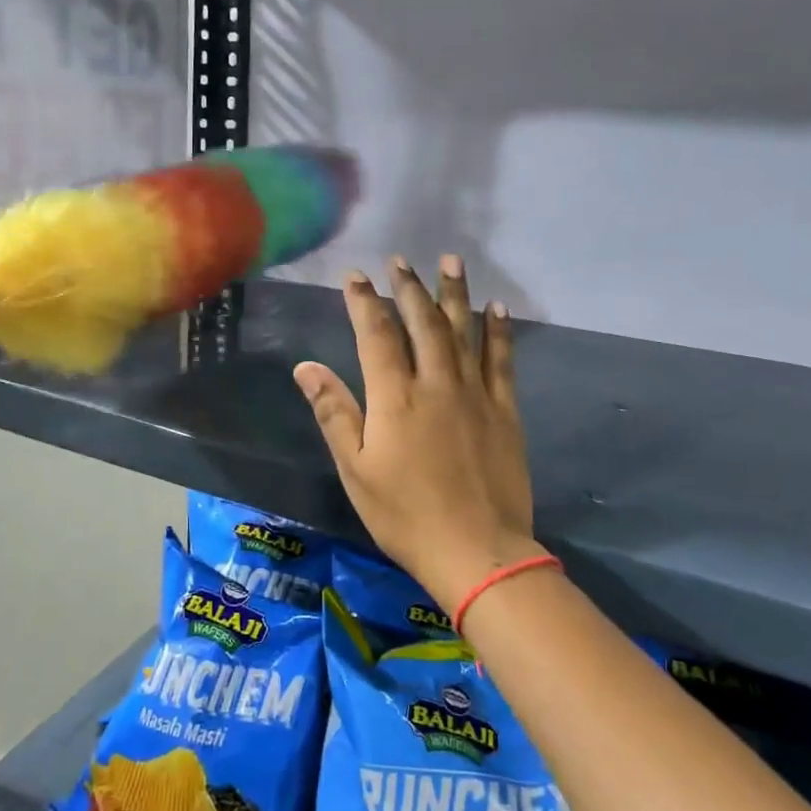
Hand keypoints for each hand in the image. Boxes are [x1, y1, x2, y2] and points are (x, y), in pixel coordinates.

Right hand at [294, 255, 539, 616]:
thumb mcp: (355, 469)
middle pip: (422, 323)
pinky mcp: (504, 411)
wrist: (477, 551)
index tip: (356, 276)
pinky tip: (496, 307)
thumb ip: (334, 412)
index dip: (365, 301)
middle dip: (408, 288)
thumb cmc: (405, 515)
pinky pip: (501, 360)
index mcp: (395, 397)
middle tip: (400, 260)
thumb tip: (306, 367)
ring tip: (449, 261)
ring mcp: (475, 394)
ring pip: (463, 331)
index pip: (377, 334)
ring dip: (454, 293)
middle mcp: (436, 383)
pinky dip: (497, 331)